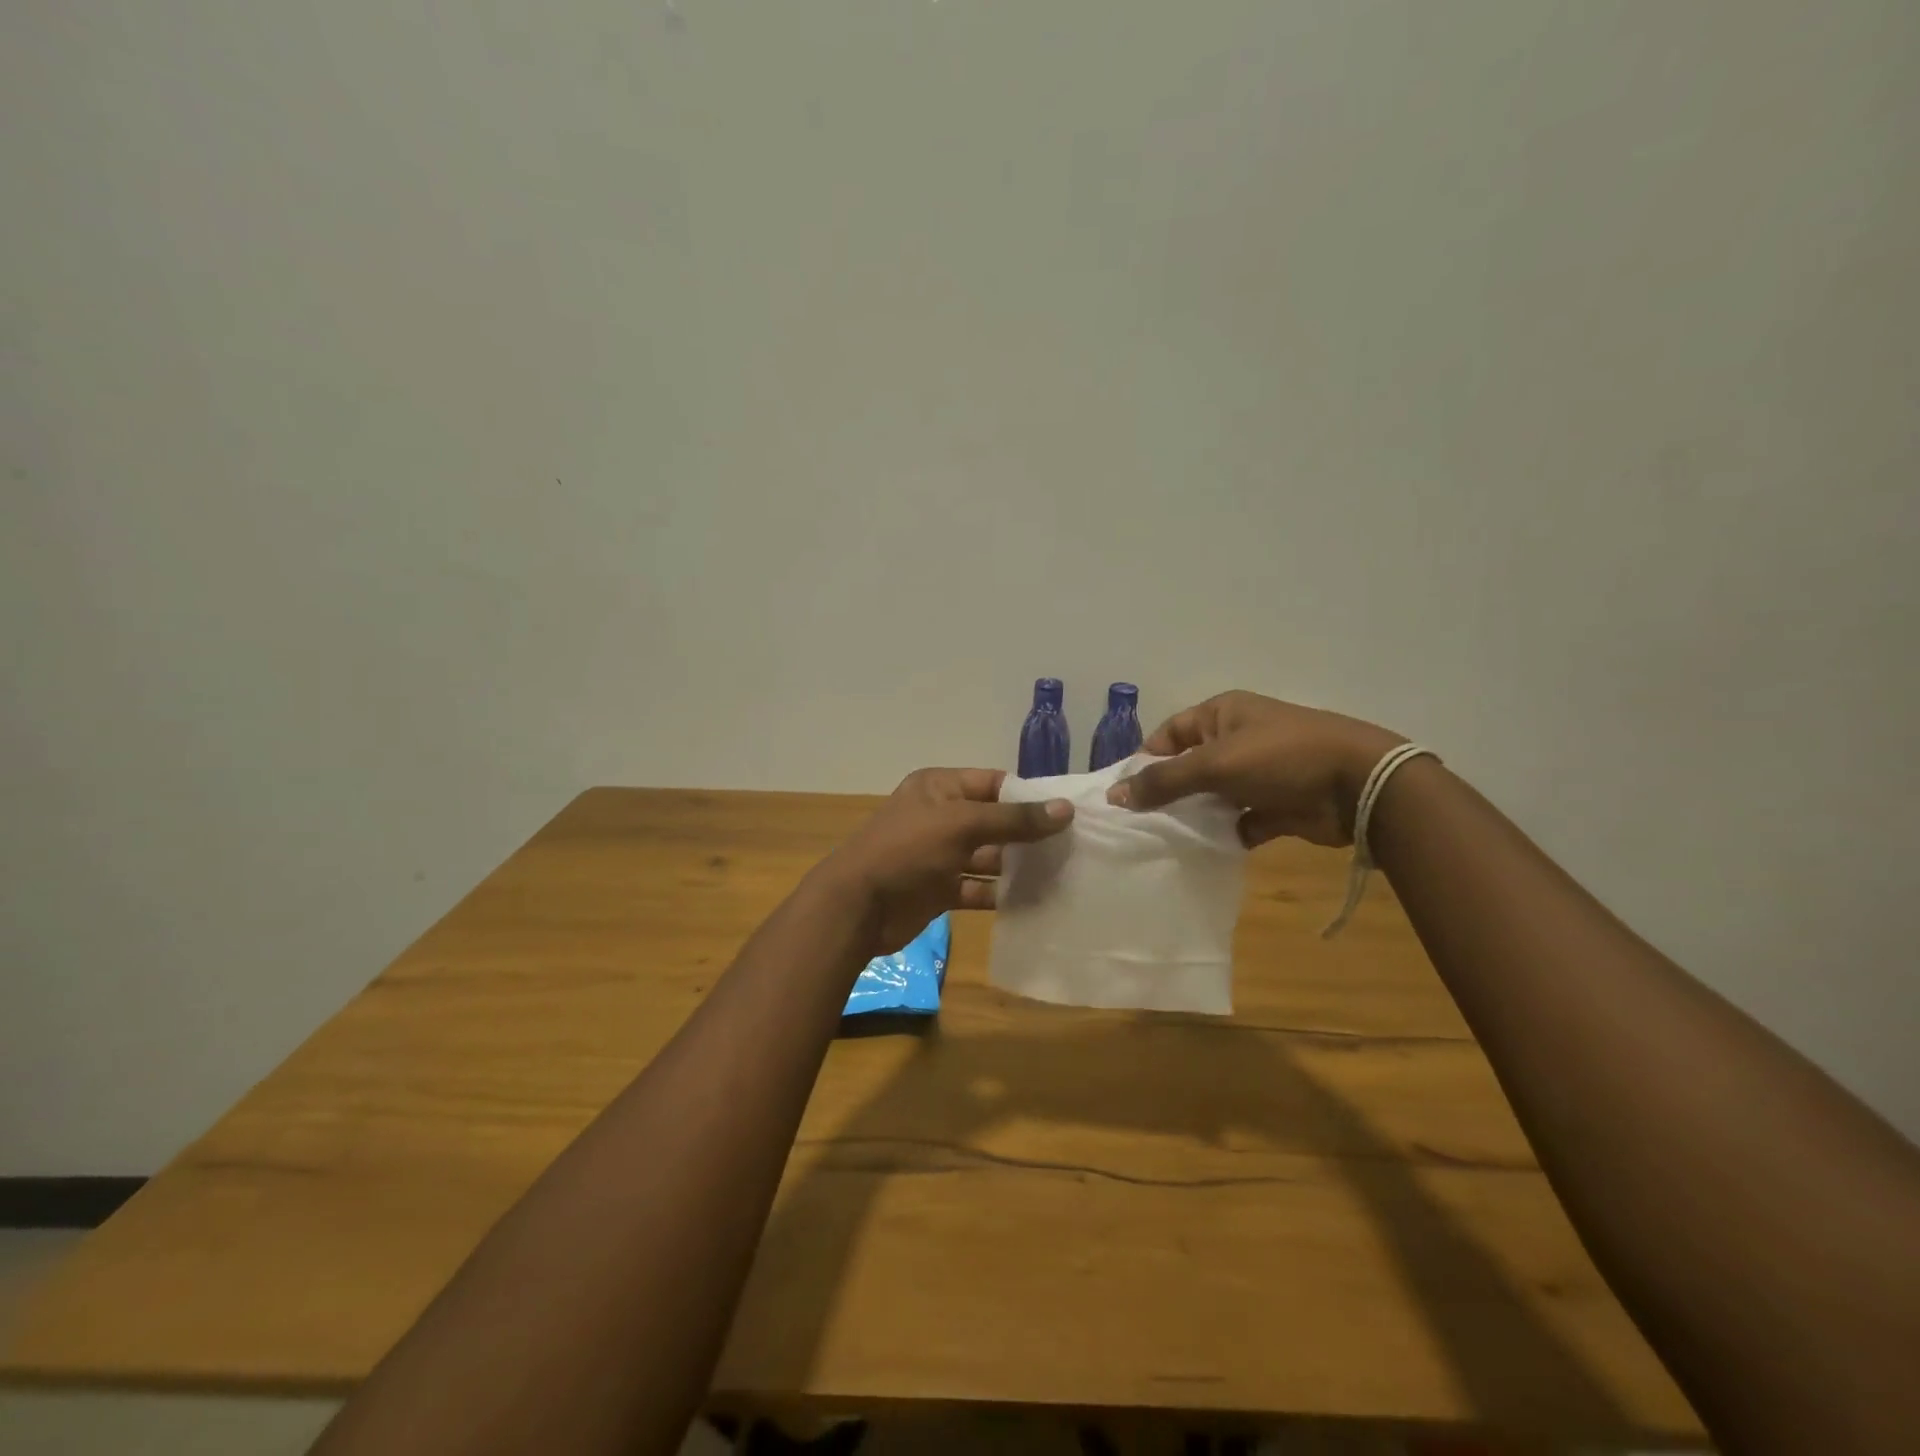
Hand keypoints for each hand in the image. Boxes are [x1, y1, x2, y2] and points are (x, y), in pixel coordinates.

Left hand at [817, 768, 1073, 954]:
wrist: (857, 907)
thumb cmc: (907, 850)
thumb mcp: (961, 825)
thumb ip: (1013, 819)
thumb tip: (1065, 809)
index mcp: (939, 788)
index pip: (993, 784)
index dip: (1028, 796)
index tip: (1067, 812)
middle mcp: (940, 817)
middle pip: (994, 821)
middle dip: (1028, 834)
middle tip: (1074, 847)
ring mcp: (939, 855)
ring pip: (988, 857)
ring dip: (1019, 867)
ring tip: (1062, 874)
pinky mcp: (939, 889)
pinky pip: (977, 887)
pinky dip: (1001, 894)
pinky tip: (1034, 901)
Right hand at [1106, 691, 1404, 847]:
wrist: (1360, 785)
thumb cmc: (1281, 758)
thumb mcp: (1215, 763)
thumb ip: (1163, 780)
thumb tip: (1115, 795)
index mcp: (1222, 714)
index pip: (1169, 734)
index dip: (1145, 761)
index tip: (1123, 794)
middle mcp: (1237, 740)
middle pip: (1188, 767)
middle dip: (1166, 793)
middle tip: (1137, 823)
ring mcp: (1258, 774)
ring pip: (1212, 796)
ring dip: (1194, 816)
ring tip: (1162, 841)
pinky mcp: (1276, 806)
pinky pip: (1238, 821)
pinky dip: (1224, 834)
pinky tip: (1204, 851)